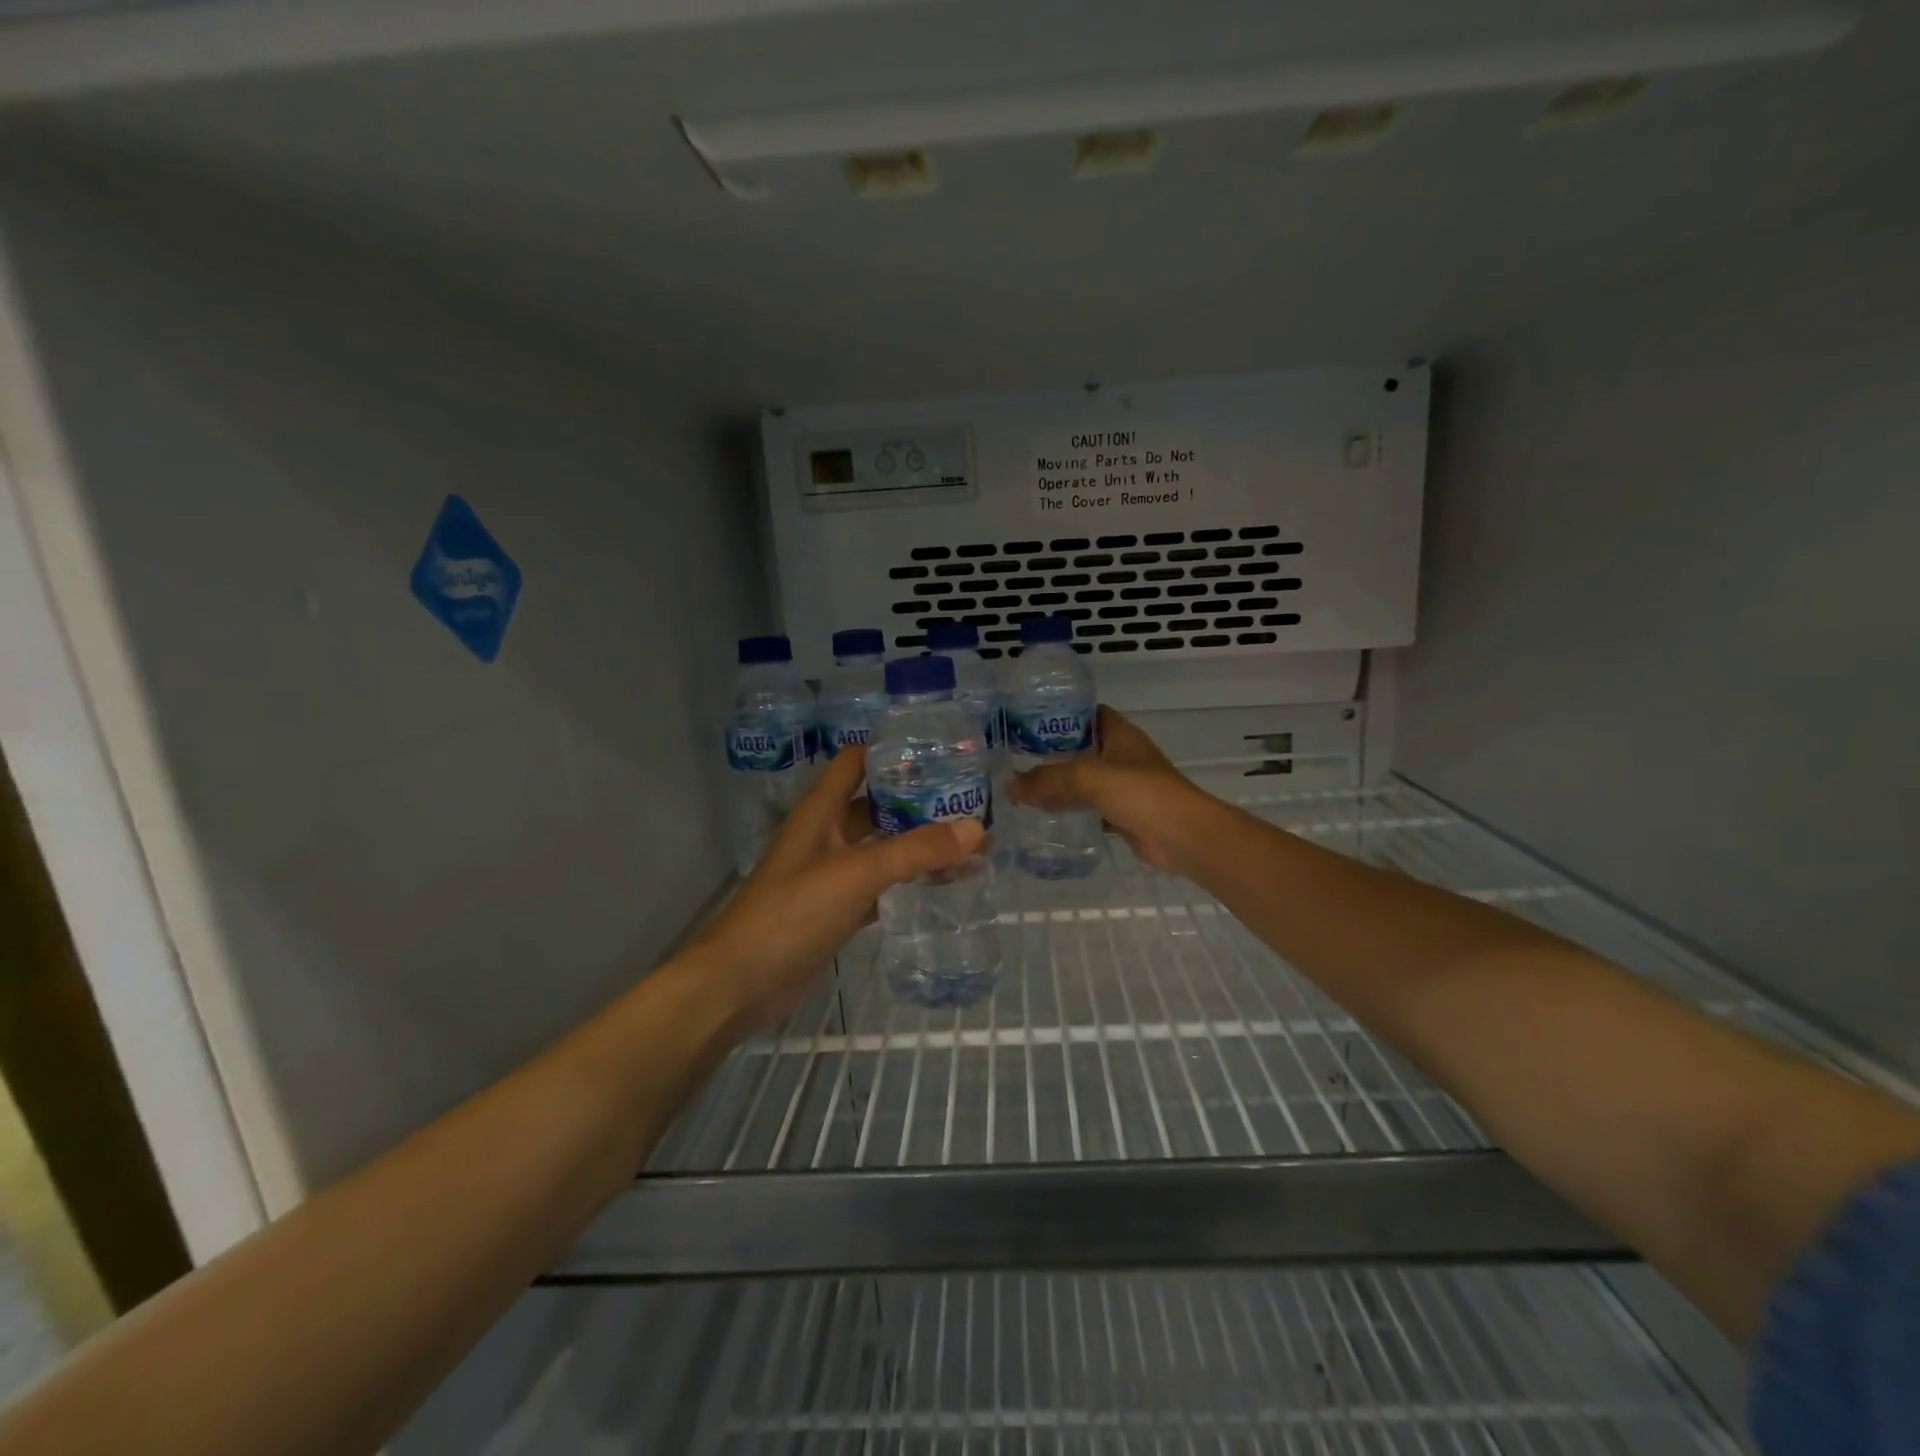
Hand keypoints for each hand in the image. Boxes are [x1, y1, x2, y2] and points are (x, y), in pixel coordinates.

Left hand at [689, 746, 984, 1038]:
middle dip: (918, 802)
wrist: (741, 984)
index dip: (892, 751)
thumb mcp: (856, 874)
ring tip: (971, 843)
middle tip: (971, 801)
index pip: (857, 762)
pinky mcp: (837, 909)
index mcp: (821, 811)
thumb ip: (915, 850)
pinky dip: (908, 881)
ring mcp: (831, 873)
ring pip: (882, 847)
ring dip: (919, 844)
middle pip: (876, 805)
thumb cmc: (792, 913)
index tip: (940, 751)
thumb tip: (977, 828)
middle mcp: (826, 835)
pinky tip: (945, 884)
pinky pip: (881, 885)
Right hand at [1006, 705, 1213, 875]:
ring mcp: (1124, 785)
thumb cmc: (1141, 793)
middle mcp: (1122, 755)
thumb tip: (1009, 786)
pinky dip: (1070, 810)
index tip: (1027, 722)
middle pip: (1080, 748)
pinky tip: (1044, 815)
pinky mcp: (1123, 813)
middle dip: (1051, 753)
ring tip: (1021, 787)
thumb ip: (1048, 780)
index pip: (1086, 713)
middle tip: (1014, 758)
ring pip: (1083, 780)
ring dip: (1058, 784)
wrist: (1183, 836)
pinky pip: (1089, 807)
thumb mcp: (1088, 777)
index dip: (1059, 714)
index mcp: (1119, 733)